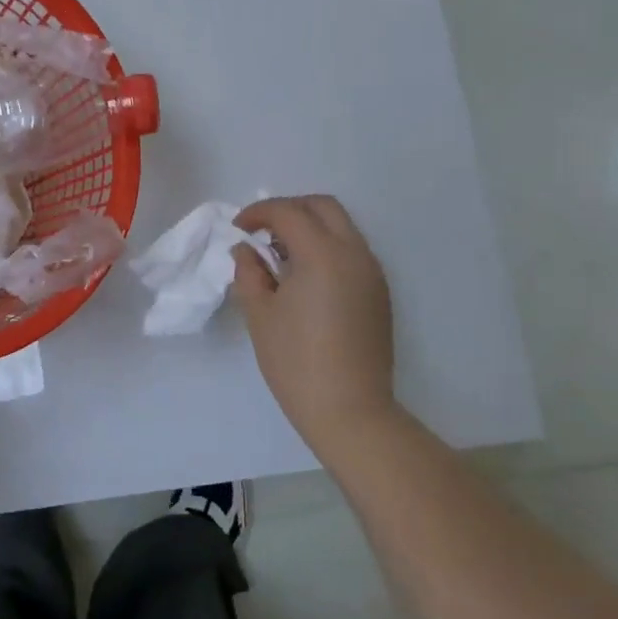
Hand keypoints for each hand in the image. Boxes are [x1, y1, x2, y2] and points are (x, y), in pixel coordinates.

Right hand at [233, 195, 398, 456]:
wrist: (350, 411)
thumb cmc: (296, 362)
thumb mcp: (260, 314)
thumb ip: (249, 272)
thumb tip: (246, 250)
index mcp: (322, 254)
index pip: (288, 212)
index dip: (258, 213)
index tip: (238, 229)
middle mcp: (354, 253)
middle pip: (323, 207)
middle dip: (290, 209)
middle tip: (262, 232)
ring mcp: (372, 273)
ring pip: (342, 227)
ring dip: (310, 228)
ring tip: (281, 257)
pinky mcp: (379, 293)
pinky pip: (352, 252)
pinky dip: (327, 248)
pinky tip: (306, 279)